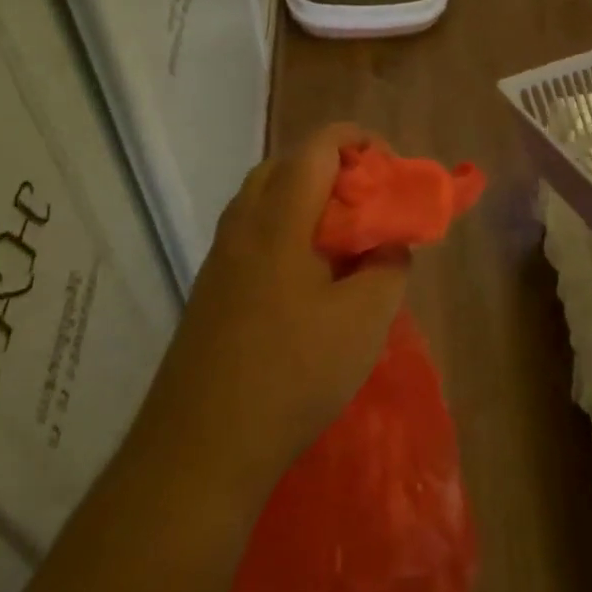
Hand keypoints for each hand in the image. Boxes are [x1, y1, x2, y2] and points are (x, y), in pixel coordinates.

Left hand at [144, 124, 410, 511]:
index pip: (319, 146)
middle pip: (288, 165)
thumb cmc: (291, 373)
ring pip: (266, 200)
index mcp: (280, 219)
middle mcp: (243, 225)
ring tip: (345, 242)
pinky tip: (312, 281)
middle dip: (335, 170)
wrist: (199, 450)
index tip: (391, 172)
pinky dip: (288, 232)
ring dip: (309, 202)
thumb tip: (390, 245)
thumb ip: (389, 266)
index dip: (360, 141)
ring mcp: (220, 259)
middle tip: (368, 204)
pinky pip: (254, 235)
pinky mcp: (211, 291)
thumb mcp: (365, 319)